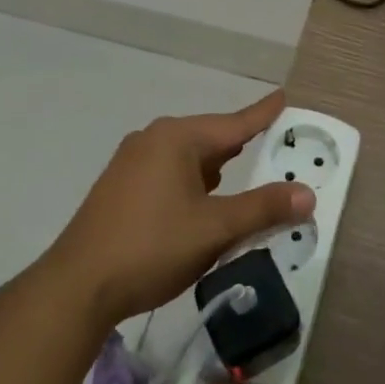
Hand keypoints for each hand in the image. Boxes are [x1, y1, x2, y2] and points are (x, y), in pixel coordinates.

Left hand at [43, 91, 314, 326]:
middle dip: (240, 144)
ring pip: (187, 158)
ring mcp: (131, 163)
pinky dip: (193, 182)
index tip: (283, 96)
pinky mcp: (120, 188)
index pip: (233, 123)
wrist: (77, 287)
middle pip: (209, 139)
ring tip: (241, 170)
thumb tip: (307, 194)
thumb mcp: (215, 228)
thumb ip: (262, 209)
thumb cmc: (151, 247)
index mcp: (176, 138)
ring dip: (215, 168)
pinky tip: (200, 199)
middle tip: (272, 141)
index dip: (262, 114)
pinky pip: (169, 173)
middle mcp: (152, 140)